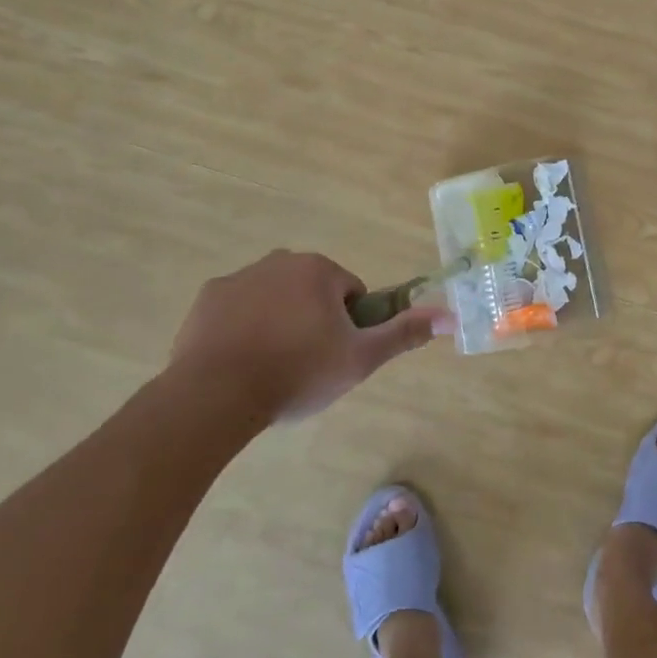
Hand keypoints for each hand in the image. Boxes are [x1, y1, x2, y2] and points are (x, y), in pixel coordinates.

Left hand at [167, 250, 449, 430]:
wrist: (215, 396)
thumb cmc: (297, 372)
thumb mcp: (360, 358)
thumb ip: (403, 333)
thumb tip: (450, 316)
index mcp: (319, 270)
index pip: (351, 292)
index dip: (350, 326)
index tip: (336, 355)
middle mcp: (280, 261)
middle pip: (311, 291)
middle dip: (314, 320)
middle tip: (307, 365)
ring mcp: (238, 278)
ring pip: (274, 298)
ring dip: (279, 322)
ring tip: (272, 368)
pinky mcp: (206, 300)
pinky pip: (237, 310)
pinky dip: (243, 329)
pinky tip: (240, 362)